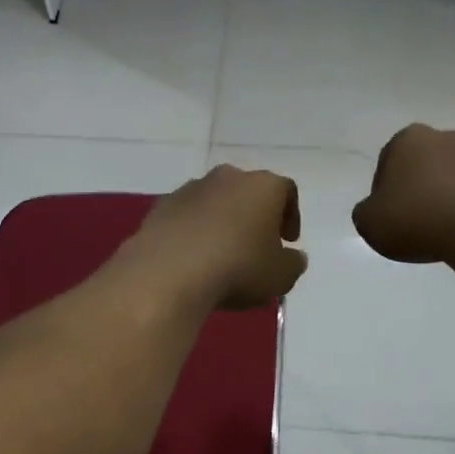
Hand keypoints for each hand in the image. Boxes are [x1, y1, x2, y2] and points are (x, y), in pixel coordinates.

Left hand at [123, 165, 307, 309]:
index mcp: (262, 186)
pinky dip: (194, 231)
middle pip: (248, 192)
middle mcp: (227, 177)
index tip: (288, 241)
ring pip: (215, 202)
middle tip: (257, 246)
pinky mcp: (161, 206)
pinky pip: (187, 216)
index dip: (291, 215)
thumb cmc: (238, 268)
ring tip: (222, 255)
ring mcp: (190, 188)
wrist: (169, 272)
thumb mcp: (281, 276)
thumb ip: (293, 263)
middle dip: (255, 216)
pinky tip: (193, 257)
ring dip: (222, 222)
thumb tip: (292, 257)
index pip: (286, 191)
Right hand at [353, 125, 454, 264]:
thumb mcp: (368, 222)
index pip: (387, 163)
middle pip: (423, 166)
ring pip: (452, 179)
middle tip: (413, 223)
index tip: (388, 217)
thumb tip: (377, 210)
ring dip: (445, 199)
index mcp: (408, 139)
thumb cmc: (416, 218)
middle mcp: (445, 138)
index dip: (384, 193)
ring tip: (441, 233)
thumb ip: (366, 212)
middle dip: (417, 189)